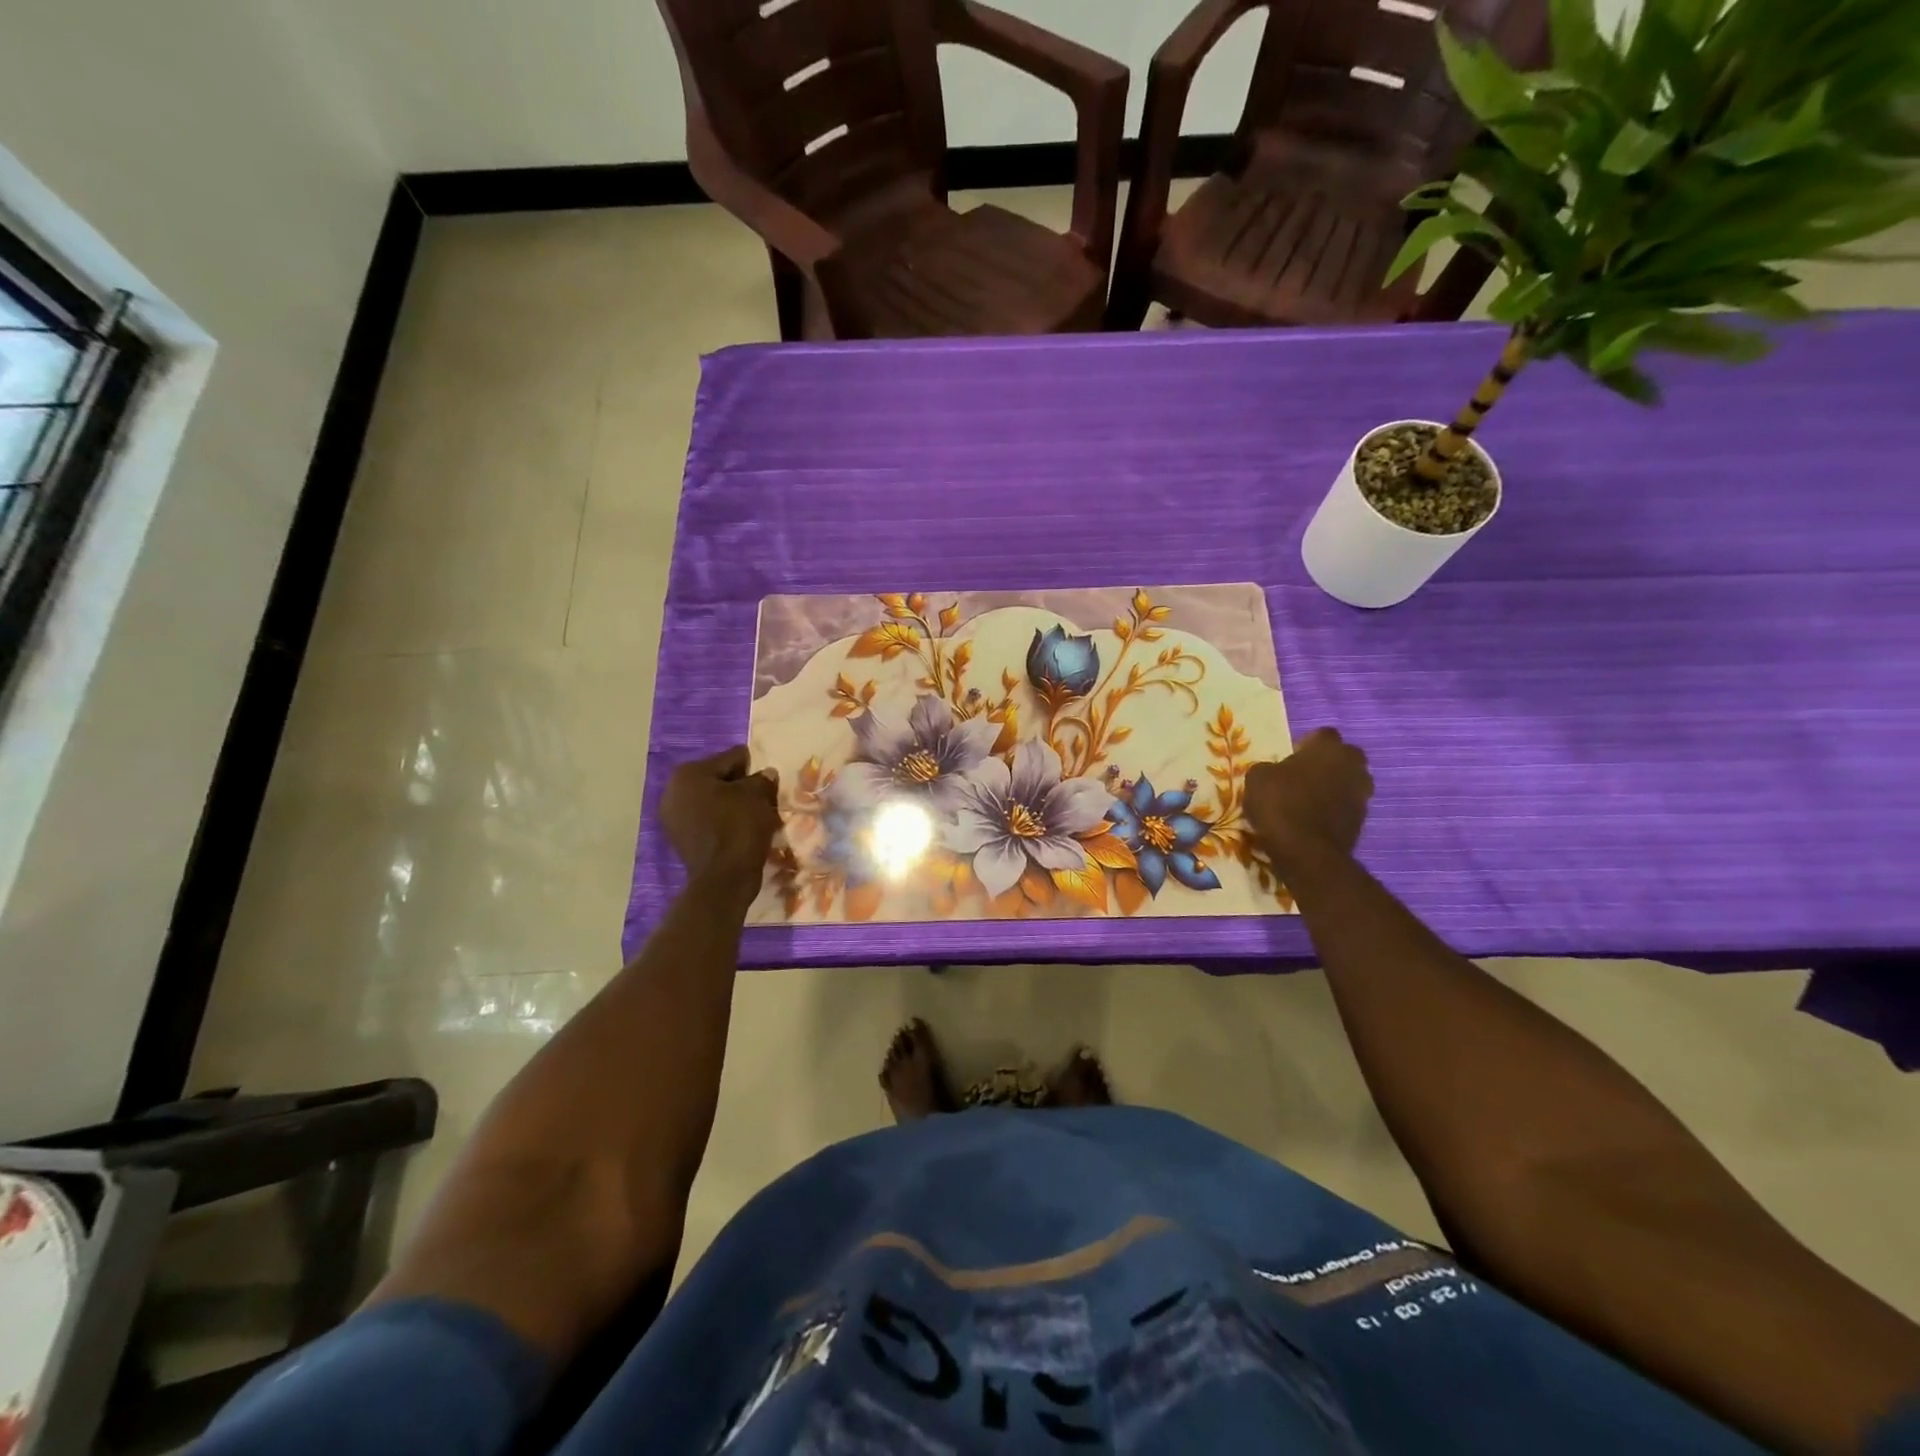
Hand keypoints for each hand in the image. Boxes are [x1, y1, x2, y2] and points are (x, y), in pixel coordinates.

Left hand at [661, 747, 780, 891]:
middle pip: (718, 780)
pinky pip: (707, 820)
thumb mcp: (758, 796)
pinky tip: (741, 831)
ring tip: (755, 816)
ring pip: (713, 801)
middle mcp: (673, 791)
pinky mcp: (680, 839)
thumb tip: (766, 774)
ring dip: (732, 805)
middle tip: (763, 799)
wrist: (724, 878)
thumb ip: (762, 779)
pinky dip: (723, 822)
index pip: (731, 758)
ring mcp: (673, 817)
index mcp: (689, 773)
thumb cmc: (739, 827)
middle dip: (740, 787)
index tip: (768, 781)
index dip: (753, 768)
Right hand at [1244, 728, 1373, 874]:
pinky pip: (1345, 807)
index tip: (1290, 757)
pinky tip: (1312, 820)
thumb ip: (1269, 768)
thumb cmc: (1280, 804)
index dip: (1306, 744)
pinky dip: (1333, 811)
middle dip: (1327, 764)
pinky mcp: (1362, 822)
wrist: (1306, 852)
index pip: (1322, 735)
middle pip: (1343, 757)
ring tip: (1307, 800)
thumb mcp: (1257, 778)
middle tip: (1302, 776)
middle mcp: (1352, 765)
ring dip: (1332, 788)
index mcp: (1329, 747)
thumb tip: (1274, 772)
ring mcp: (1361, 795)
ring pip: (1347, 783)